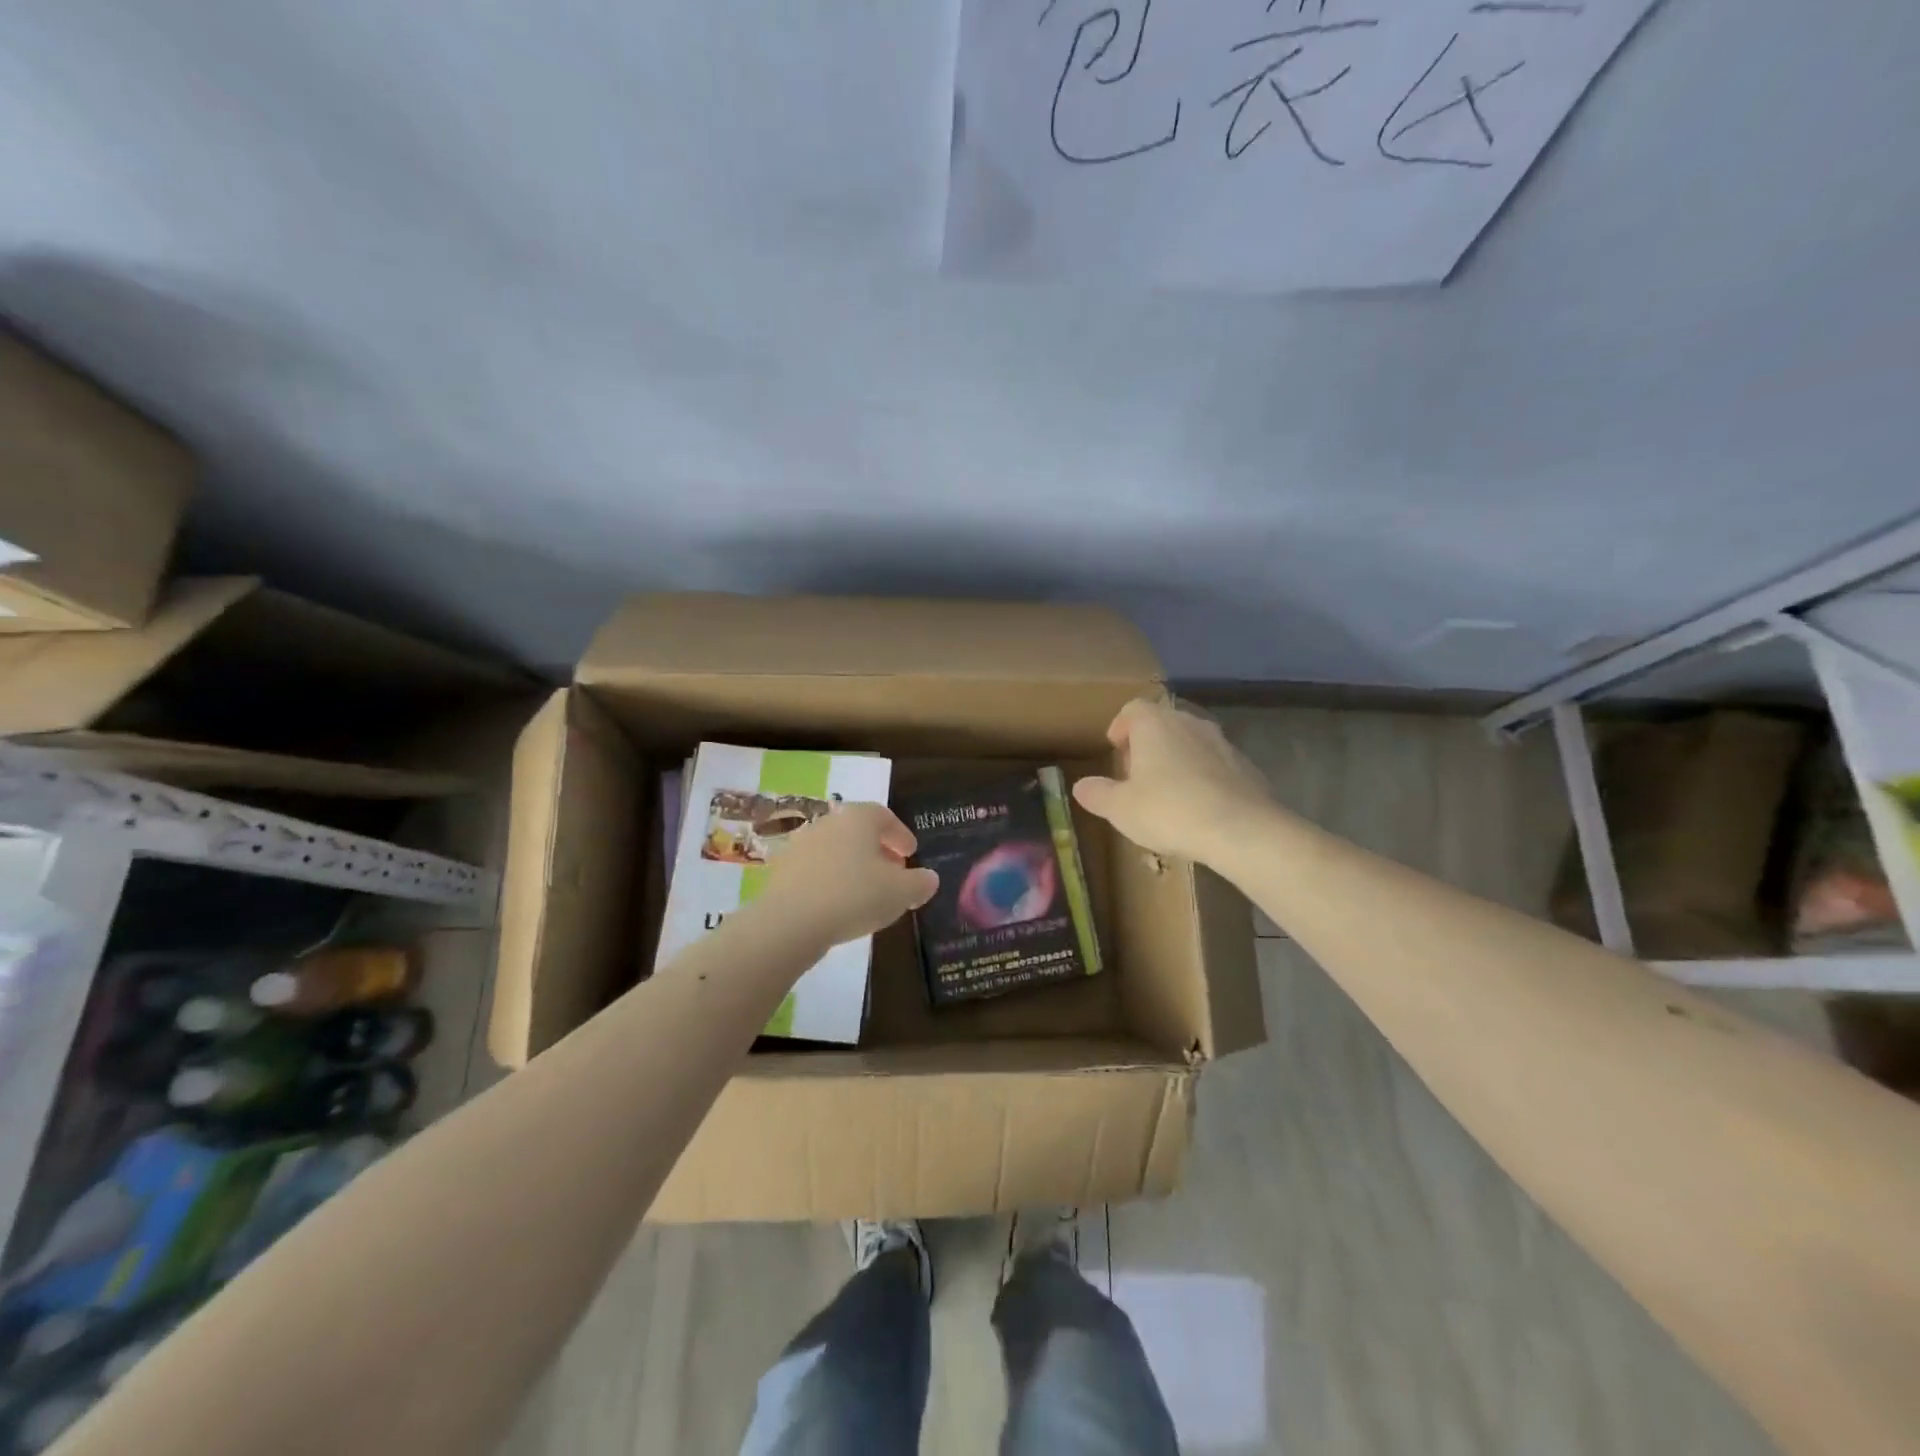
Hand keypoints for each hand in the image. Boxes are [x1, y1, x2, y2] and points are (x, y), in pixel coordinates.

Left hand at [759, 802, 938, 948]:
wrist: (790, 922)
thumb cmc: (855, 896)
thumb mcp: (901, 893)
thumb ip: (920, 883)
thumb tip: (929, 878)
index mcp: (858, 818)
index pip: (885, 816)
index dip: (901, 835)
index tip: (911, 854)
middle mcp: (828, 822)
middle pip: (858, 832)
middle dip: (878, 850)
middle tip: (893, 872)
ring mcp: (800, 844)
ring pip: (836, 850)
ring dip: (853, 865)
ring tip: (866, 892)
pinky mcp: (782, 869)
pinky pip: (816, 870)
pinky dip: (831, 880)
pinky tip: (839, 904)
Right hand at [1072, 698, 1274, 865]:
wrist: (1242, 830)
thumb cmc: (1169, 811)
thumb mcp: (1120, 808)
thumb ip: (1098, 794)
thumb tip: (1081, 786)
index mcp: (1155, 724)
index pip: (1133, 709)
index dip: (1121, 726)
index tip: (1115, 748)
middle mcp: (1190, 723)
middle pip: (1163, 722)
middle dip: (1148, 743)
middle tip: (1137, 774)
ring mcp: (1223, 743)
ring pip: (1192, 742)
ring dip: (1177, 759)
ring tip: (1168, 792)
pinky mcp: (1247, 767)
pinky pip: (1216, 764)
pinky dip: (1204, 777)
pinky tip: (1200, 807)